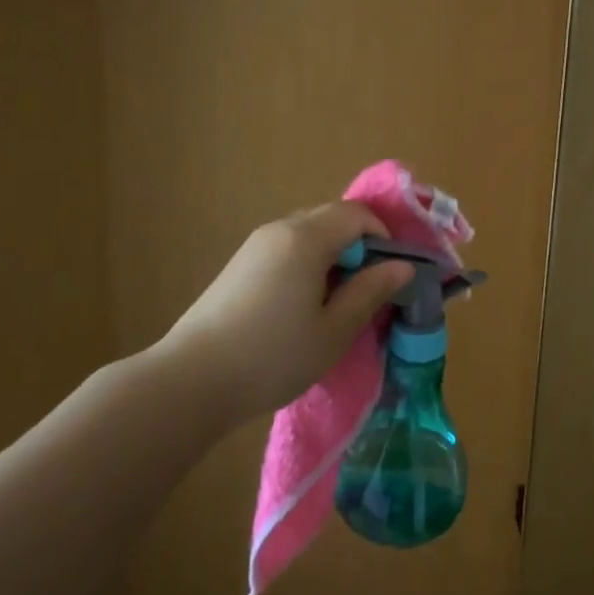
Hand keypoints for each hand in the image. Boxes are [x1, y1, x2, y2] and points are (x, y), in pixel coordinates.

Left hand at [162, 202, 414, 421]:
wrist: (192, 381)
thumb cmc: (274, 355)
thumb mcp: (335, 330)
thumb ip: (371, 292)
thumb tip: (402, 266)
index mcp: (306, 238)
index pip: (357, 214)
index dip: (383, 235)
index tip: (391, 274)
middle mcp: (279, 229)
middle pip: (331, 218)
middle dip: (359, 245)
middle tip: (368, 290)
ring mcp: (254, 246)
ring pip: (308, 233)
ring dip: (332, 256)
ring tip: (336, 303)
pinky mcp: (239, 266)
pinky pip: (286, 249)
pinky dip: (307, 264)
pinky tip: (302, 307)